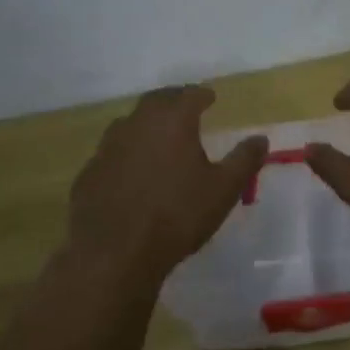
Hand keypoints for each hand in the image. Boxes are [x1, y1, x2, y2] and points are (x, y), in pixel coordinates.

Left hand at [67, 86, 265, 283]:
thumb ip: (244, 160)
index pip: (190, 94)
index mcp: (172, 121)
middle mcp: (137, 124)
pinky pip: (111, 153)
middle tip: (184, 106)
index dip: (202, 94)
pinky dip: (125, 153)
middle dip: (173, 100)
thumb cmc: (177, 216)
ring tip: (158, 136)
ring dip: (146, 124)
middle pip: (156, 101)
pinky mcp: (88, 173)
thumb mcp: (223, 190)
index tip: (210, 97)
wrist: (113, 255)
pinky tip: (131, 171)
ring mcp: (107, 147)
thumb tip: (261, 139)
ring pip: (129, 124)